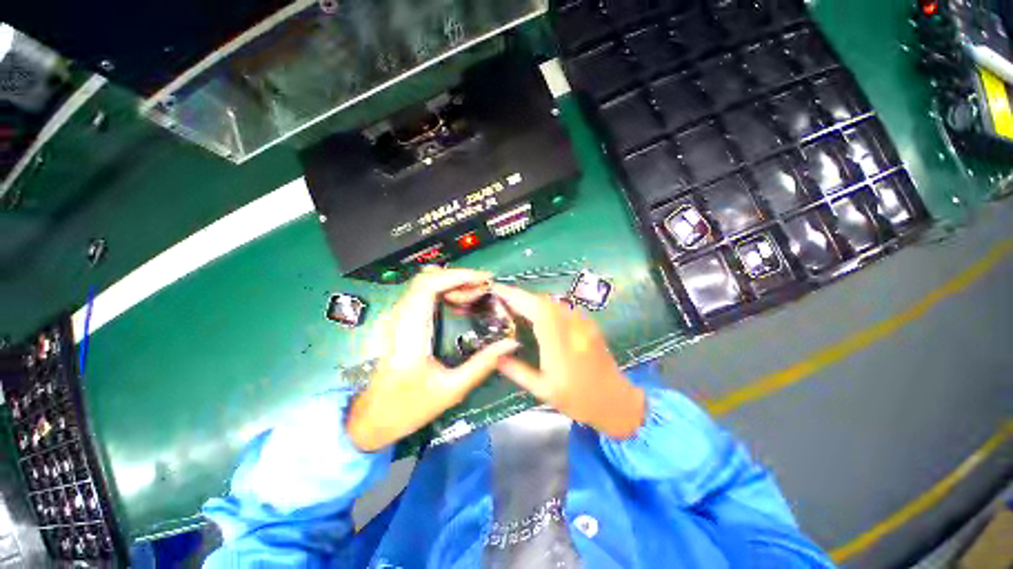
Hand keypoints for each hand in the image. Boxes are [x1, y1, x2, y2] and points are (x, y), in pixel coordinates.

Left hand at [347, 267, 519, 451]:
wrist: (373, 419)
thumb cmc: (409, 407)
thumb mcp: (452, 390)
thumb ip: (482, 364)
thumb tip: (510, 343)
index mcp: (410, 333)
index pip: (428, 286)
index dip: (457, 276)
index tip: (484, 279)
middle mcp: (400, 318)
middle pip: (427, 279)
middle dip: (459, 277)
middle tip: (484, 287)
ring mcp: (397, 318)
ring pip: (424, 283)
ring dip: (452, 282)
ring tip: (476, 293)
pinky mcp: (400, 321)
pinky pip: (422, 294)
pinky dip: (444, 290)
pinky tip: (459, 301)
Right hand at [493, 284, 645, 438]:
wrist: (615, 401)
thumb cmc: (577, 400)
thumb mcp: (543, 391)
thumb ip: (518, 371)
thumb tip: (495, 356)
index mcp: (559, 345)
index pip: (536, 310)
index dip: (517, 297)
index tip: (498, 290)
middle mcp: (572, 329)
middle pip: (544, 301)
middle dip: (521, 296)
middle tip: (502, 298)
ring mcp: (582, 324)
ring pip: (553, 302)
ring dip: (532, 300)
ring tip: (515, 304)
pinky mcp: (587, 324)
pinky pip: (562, 307)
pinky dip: (545, 305)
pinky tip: (536, 313)